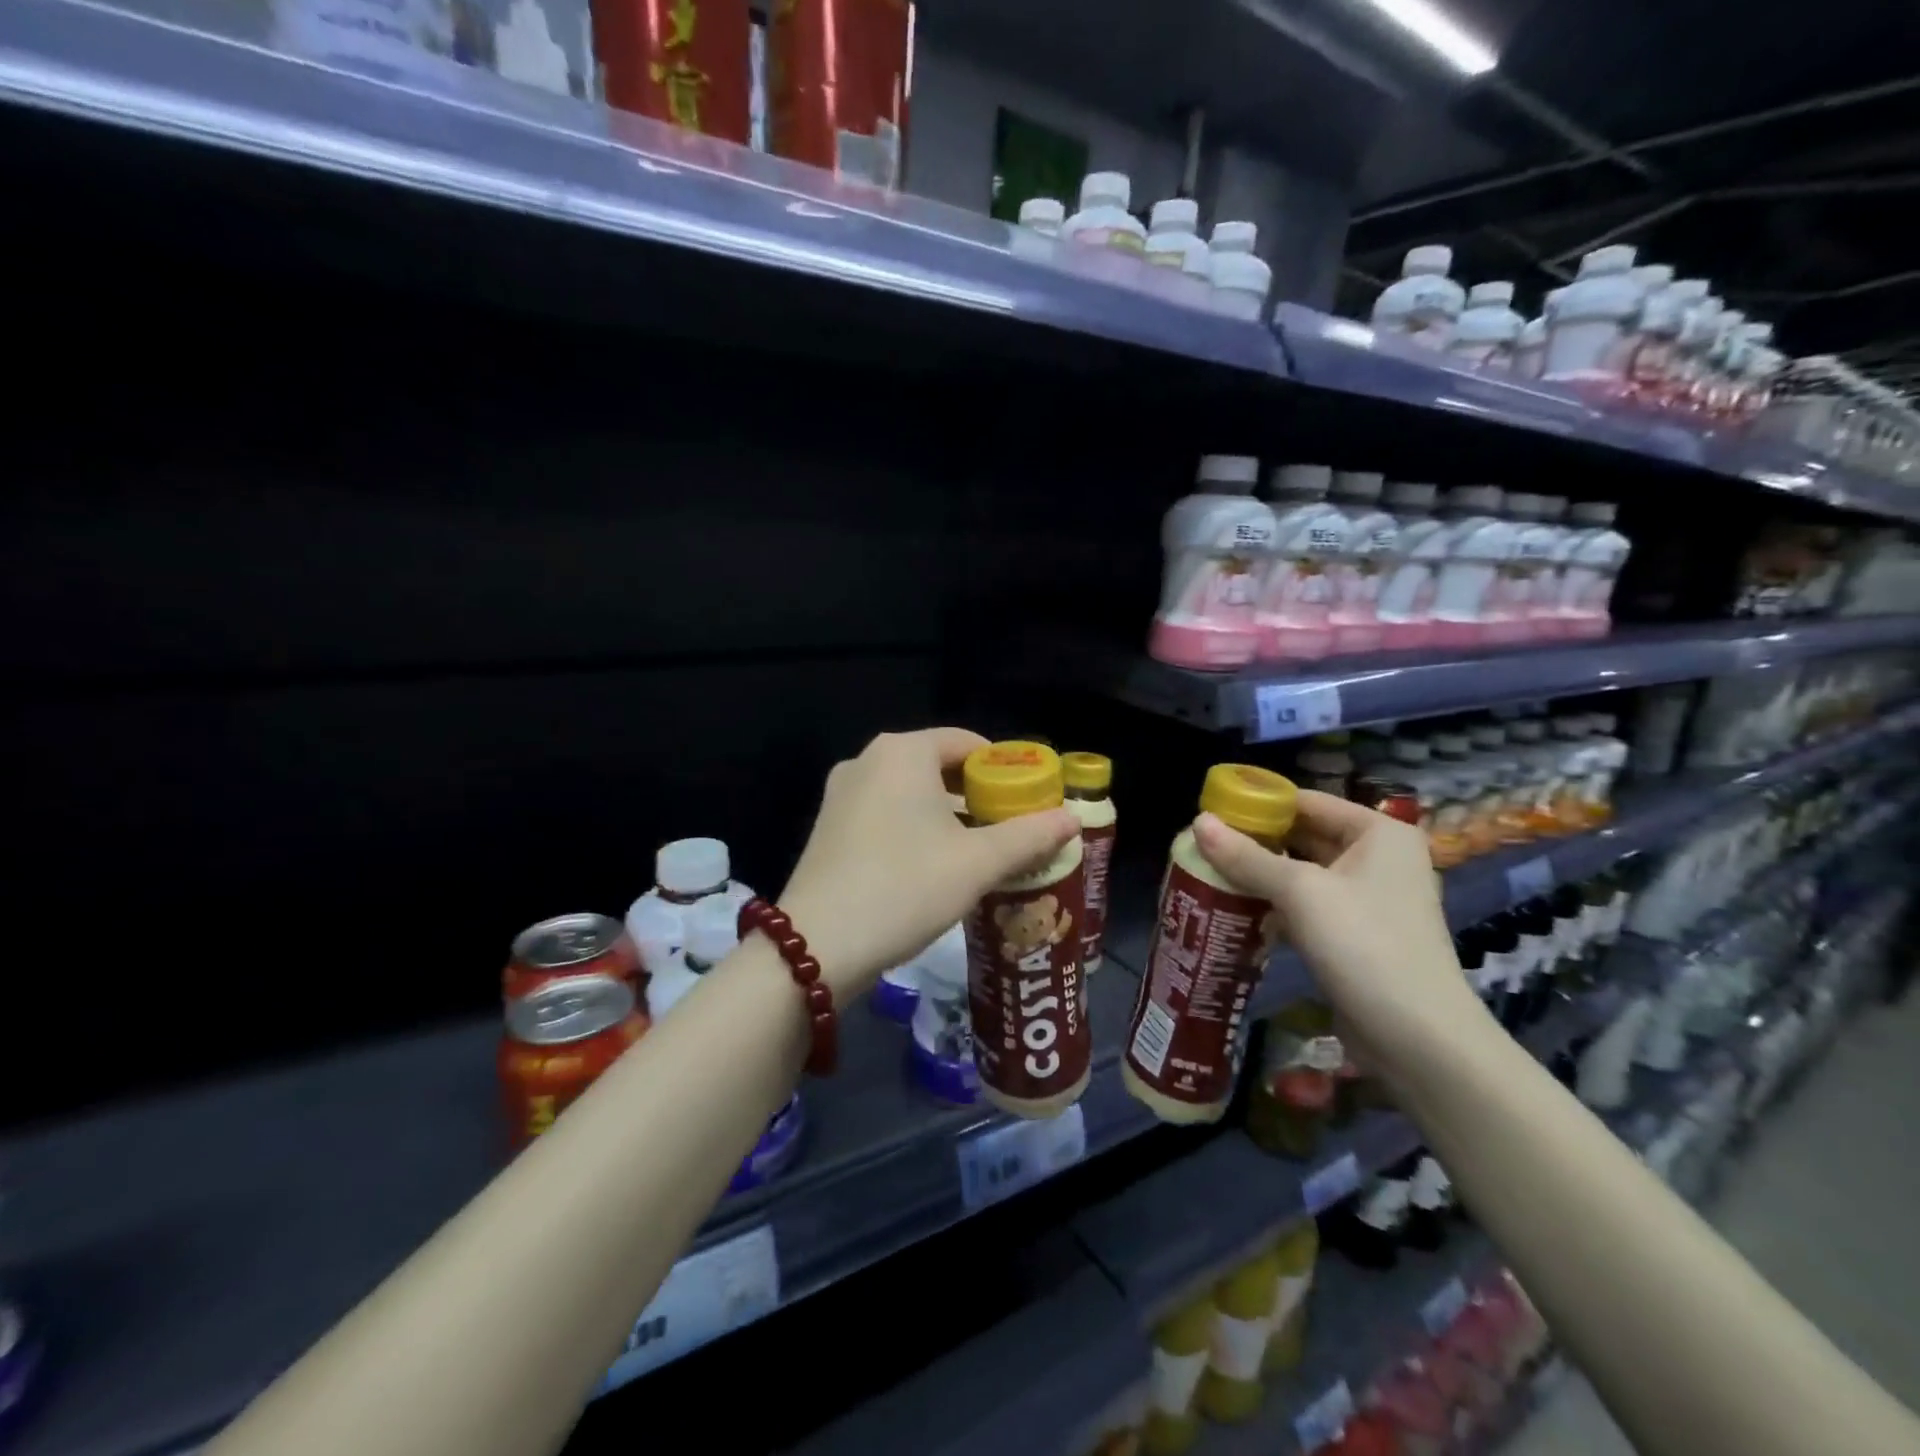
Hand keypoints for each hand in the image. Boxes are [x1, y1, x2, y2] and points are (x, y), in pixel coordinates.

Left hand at [779, 729, 1079, 1000]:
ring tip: (978, 849)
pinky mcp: (828, 826)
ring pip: (910, 791)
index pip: (967, 743)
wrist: (817, 945)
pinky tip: (932, 864)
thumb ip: (1029, 836)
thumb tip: (1072, 818)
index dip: (1004, 768)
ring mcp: (841, 793)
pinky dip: (914, 826)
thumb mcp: (977, 864)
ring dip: (946, 814)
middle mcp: (867, 760)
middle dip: (976, 794)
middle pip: (937, 765)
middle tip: (1010, 828)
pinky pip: (884, 812)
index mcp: (903, 753)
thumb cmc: (906, 888)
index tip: (1029, 800)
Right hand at [1191, 790, 1485, 1072]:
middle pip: (1303, 836)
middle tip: (1202, 845)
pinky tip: (1235, 908)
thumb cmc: (1363, 944)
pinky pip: (1306, 906)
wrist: (1417, 1038)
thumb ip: (1246, 856)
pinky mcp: (1355, 935)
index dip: (1259, 804)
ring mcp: (1368, 899)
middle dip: (1255, 841)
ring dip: (1259, 875)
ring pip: (1302, 874)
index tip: (1211, 813)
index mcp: (1378, 833)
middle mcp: (1378, 858)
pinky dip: (1274, 904)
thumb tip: (1198, 821)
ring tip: (1208, 872)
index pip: (1307, 801)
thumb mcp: (1300, 892)